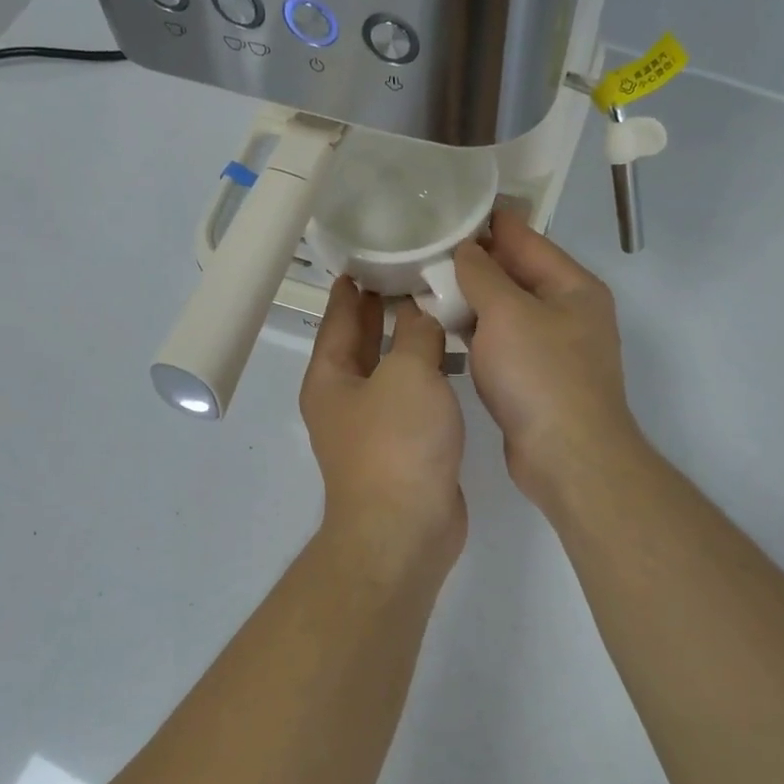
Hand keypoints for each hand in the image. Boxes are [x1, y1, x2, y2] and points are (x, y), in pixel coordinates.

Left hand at [300, 278, 467, 575]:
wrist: (405, 529)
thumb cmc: (396, 444)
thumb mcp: (406, 374)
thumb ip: (416, 334)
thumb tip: (420, 311)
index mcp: (330, 377)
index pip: (338, 318)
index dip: (351, 287)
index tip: (367, 254)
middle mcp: (344, 400)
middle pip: (361, 342)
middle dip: (381, 308)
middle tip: (410, 269)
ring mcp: (373, 427)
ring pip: (391, 370)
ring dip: (409, 341)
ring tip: (439, 304)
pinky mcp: (403, 448)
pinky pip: (412, 397)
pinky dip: (427, 374)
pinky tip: (453, 358)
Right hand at [454, 209, 645, 511]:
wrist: (566, 455)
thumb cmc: (540, 376)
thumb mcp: (507, 313)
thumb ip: (483, 275)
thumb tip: (466, 250)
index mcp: (573, 286)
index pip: (526, 239)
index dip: (488, 222)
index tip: (447, 209)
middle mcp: (568, 313)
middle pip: (516, 276)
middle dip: (474, 263)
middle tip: (425, 250)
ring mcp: (554, 349)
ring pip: (506, 313)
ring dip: (472, 301)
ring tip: (426, 286)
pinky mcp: (536, 381)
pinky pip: (502, 345)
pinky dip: (477, 335)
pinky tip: (446, 331)